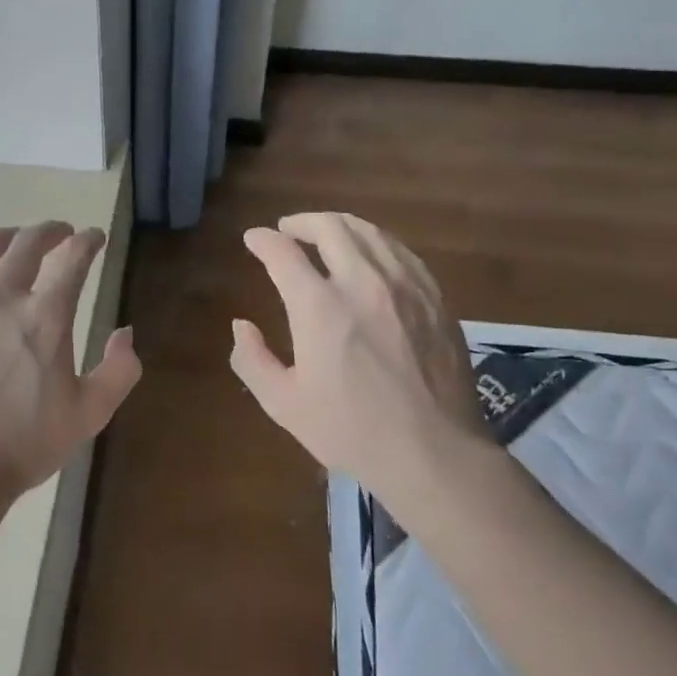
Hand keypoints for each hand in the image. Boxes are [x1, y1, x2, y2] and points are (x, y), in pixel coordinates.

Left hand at [0, 222, 140, 504]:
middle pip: (26, 245)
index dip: (88, 242)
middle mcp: (1, 299)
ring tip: (13, 239)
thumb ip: (118, 371)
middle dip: (48, 231)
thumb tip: (126, 334)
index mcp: (45, 317)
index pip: (73, 261)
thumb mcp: (89, 414)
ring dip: (2, 238)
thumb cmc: (25, 444)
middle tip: (59, 232)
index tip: (94, 238)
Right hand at [230, 212, 490, 497]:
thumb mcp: (284, 404)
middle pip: (330, 227)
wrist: (434, 453)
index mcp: (320, 308)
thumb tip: (241, 325)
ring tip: (326, 233)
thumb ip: (252, 360)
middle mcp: (362, 282)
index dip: (263, 240)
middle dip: (301, 222)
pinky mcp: (434, 297)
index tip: (254, 239)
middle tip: (288, 229)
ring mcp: (405, 286)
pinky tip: (371, 254)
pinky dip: (376, 242)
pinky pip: (401, 251)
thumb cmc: (352, 431)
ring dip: (339, 226)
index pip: (283, 252)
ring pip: (369, 232)